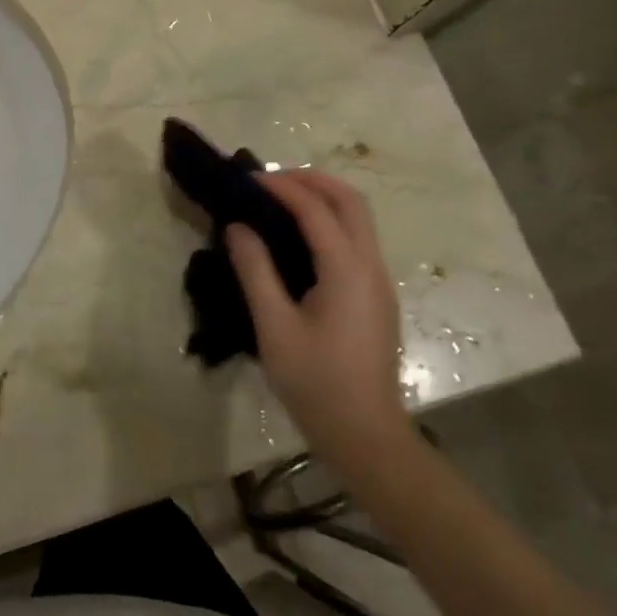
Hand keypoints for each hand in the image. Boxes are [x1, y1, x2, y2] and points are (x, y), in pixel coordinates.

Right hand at [226, 171, 411, 472]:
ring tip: (280, 200)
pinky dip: (330, 220)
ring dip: (323, 198)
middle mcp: (371, 266)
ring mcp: (379, 281)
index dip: (281, 187)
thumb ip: (255, 270)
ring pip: (359, 219)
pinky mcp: (376, 296)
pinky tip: (299, 236)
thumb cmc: (316, 383)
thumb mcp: (274, 326)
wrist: (366, 436)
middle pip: (351, 201)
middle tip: (270, 180)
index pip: (315, 209)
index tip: (247, 179)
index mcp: (347, 270)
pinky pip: (357, 239)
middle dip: (312, 181)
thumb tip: (238, 227)